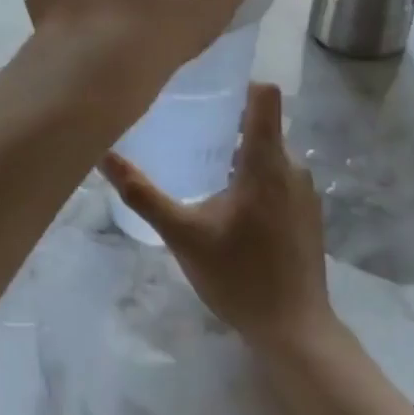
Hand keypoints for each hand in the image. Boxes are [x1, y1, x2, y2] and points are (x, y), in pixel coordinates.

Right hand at [99, 82, 334, 349]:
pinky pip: (280, 178)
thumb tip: (104, 156)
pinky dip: (256, 180)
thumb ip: (142, 194)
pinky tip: (230, 209)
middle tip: (188, 135)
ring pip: (270, 154)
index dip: (239, 84)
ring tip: (204, 172)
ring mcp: (305, 192)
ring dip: (240, 156)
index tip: (206, 89)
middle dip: (227, 126)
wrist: (295, 330)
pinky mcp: (309, 214)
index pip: (264, 96)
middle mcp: (292, 166)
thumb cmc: (239, 275)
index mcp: (266, 162)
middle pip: (261, 126)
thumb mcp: (183, 234)